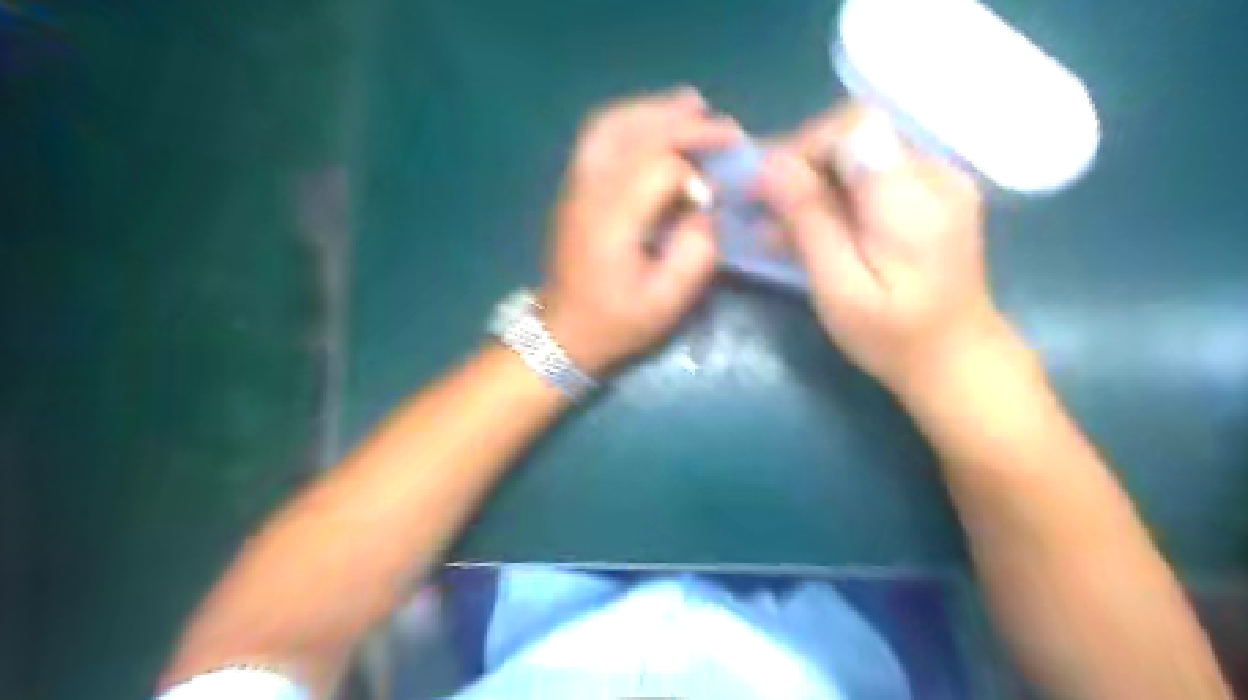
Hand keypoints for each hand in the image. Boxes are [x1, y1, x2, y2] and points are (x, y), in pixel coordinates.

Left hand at [542, 87, 743, 375]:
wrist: (563, 331)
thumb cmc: (616, 322)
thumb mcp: (667, 302)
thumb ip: (697, 251)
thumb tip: (707, 206)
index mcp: (613, 221)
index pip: (658, 167)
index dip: (693, 172)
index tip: (714, 195)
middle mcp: (590, 190)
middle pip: (635, 132)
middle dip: (684, 124)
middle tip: (725, 129)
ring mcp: (576, 184)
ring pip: (612, 124)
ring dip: (655, 110)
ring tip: (693, 106)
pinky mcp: (574, 186)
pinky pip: (599, 135)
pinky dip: (631, 119)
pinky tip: (655, 122)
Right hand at [760, 102, 1002, 393]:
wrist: (958, 360)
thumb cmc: (893, 338)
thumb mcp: (839, 289)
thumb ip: (810, 222)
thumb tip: (771, 166)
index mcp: (913, 199)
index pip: (854, 127)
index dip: (803, 146)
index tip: (766, 187)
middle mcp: (936, 173)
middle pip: (857, 132)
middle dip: (802, 161)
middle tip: (765, 205)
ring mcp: (941, 180)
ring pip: (862, 149)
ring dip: (815, 177)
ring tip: (782, 220)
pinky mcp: (934, 193)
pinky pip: (875, 169)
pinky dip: (837, 188)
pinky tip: (816, 223)